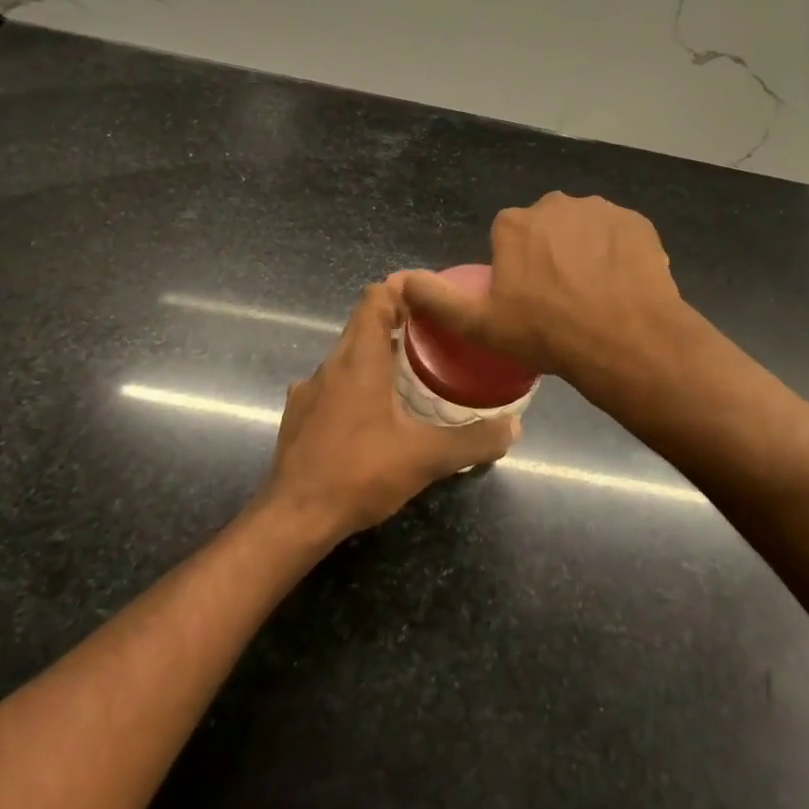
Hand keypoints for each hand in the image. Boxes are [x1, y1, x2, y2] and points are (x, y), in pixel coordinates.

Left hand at [259, 282, 516, 540]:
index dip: (402, 290)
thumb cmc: (359, 474)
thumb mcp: (426, 458)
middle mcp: (330, 365)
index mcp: (359, 360)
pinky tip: (374, 415)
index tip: (432, 300)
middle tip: (435, 338)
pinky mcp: (298, 415)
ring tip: (410, 376)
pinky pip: (332, 384)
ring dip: (376, 357)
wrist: (294, 518)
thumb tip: (514, 427)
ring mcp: (308, 390)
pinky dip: (355, 386)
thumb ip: (473, 441)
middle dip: (397, 323)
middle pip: (362, 324)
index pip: (375, 297)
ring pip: (346, 356)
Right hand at [400, 193, 687, 390]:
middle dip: (550, 254)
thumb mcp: (480, 324)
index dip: (516, 269)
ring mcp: (599, 209)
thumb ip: (436, 299)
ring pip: (584, 230)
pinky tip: (621, 285)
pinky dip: (618, 254)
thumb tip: (398, 279)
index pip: (508, 239)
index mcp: (513, 223)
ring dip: (586, 252)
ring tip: (595, 295)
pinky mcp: (636, 221)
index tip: (528, 300)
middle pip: (546, 229)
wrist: (624, 340)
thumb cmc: (546, 332)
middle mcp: (554, 204)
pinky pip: (619, 235)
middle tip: (561, 300)